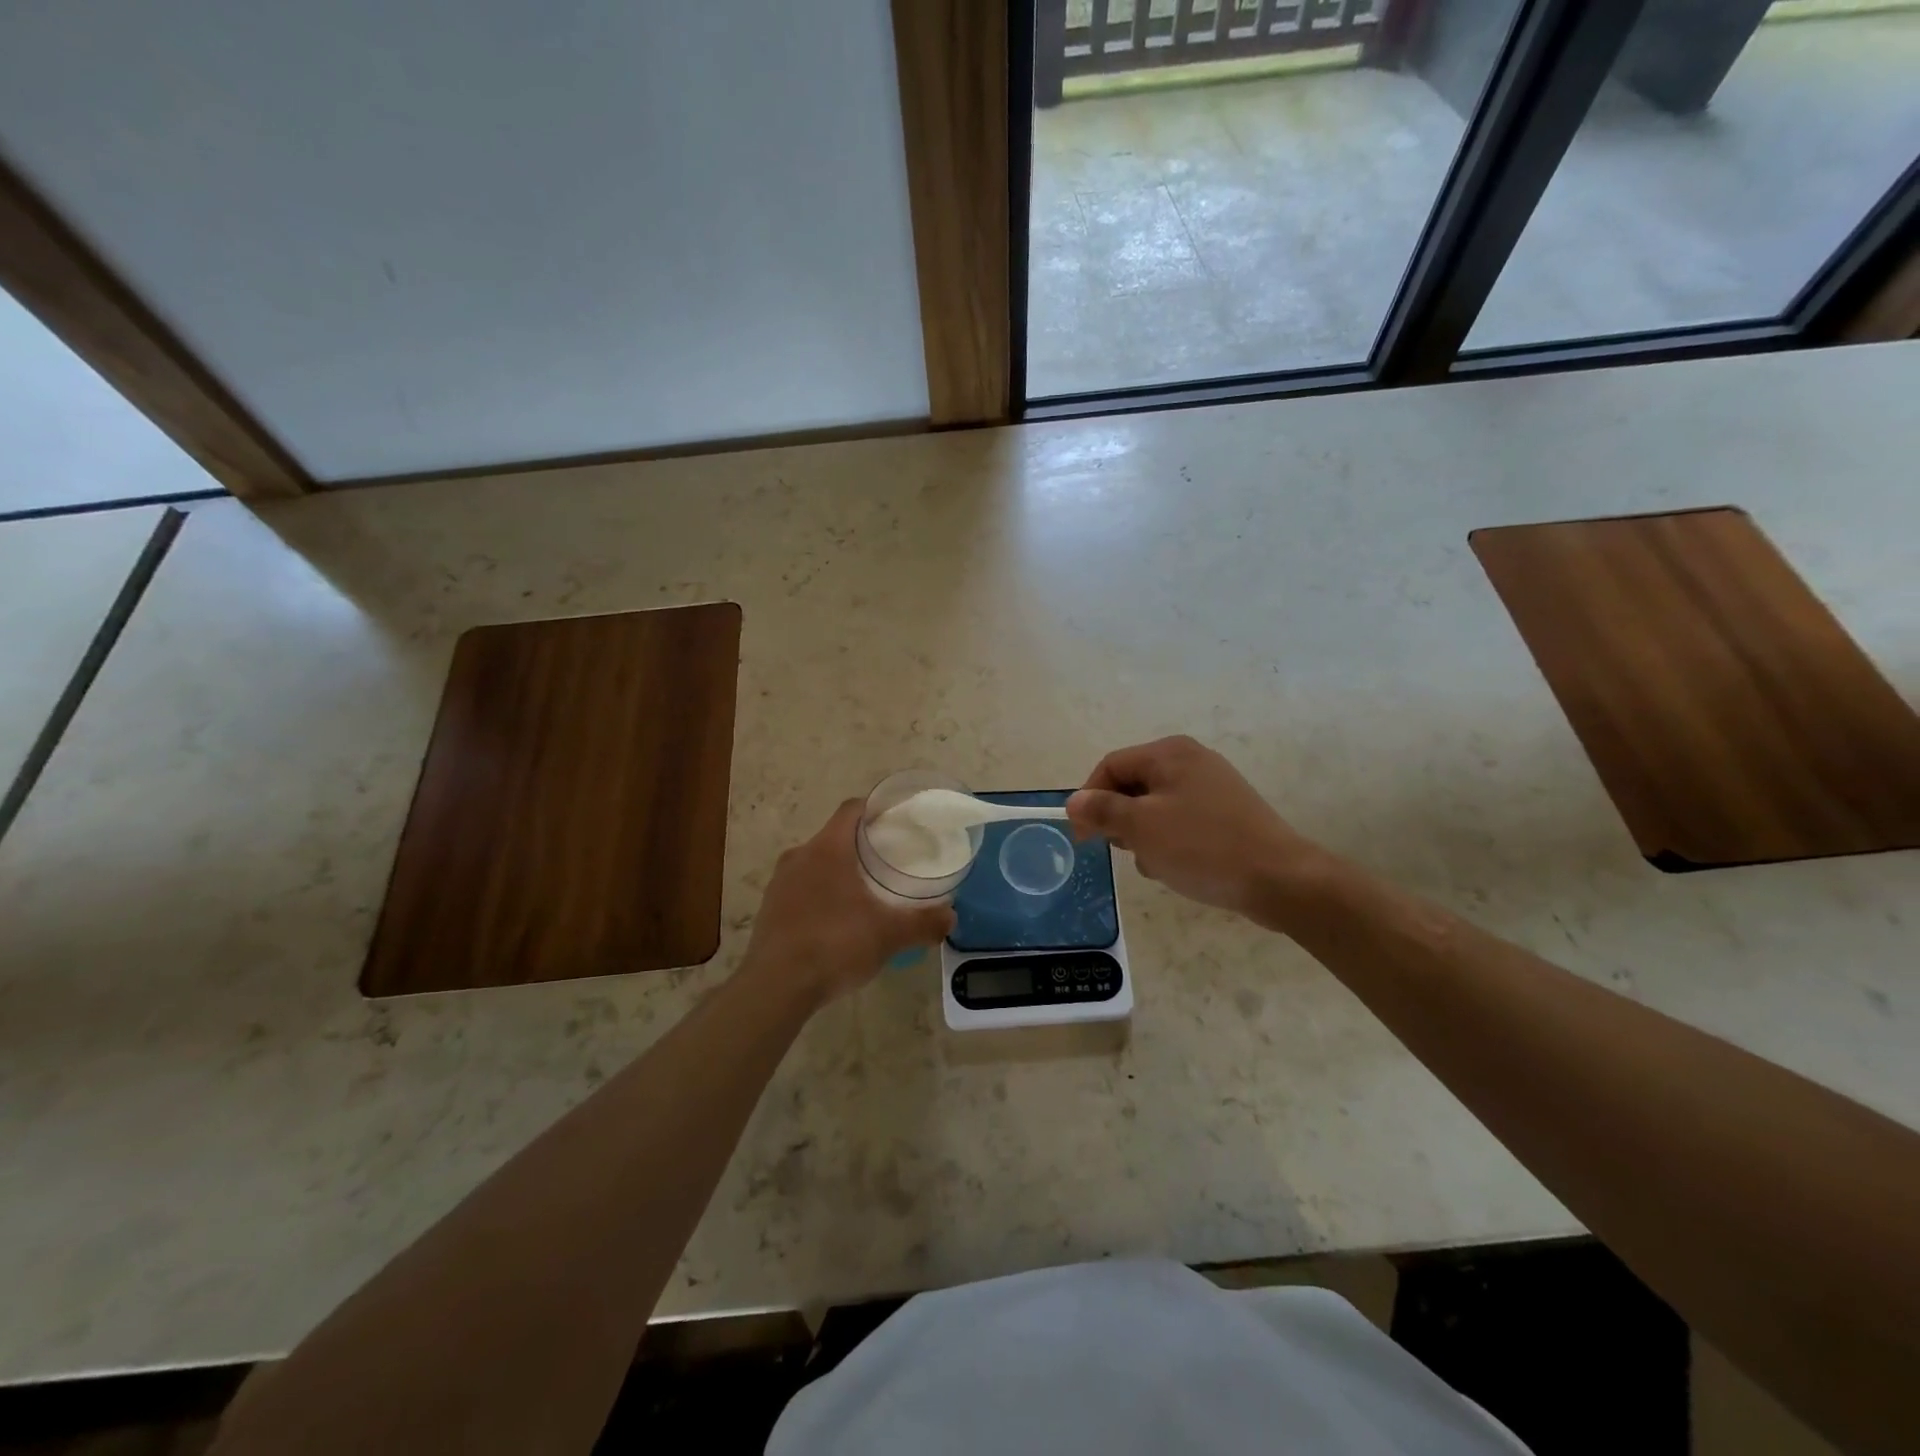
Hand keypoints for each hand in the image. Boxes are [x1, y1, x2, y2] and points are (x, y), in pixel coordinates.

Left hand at [742, 801, 955, 1006]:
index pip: (852, 809)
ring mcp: (779, 883)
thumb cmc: (835, 945)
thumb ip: (923, 923)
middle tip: (889, 861)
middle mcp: (799, 856)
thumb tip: (950, 917)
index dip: (875, 809)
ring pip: (815, 864)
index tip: (897, 821)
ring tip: (866, 892)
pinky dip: (820, 895)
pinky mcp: (768, 909)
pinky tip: (837, 921)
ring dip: (839, 871)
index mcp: (828, 848)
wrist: (776, 987)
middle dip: (861, 845)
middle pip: (834, 836)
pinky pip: (800, 889)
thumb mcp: (889, 935)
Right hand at [1066, 736, 1327, 921]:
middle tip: (1126, 851)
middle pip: (1133, 785)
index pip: (1111, 766)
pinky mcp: (1226, 813)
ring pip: (1155, 808)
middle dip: (1121, 820)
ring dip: (1145, 837)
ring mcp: (1212, 786)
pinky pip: (1181, 822)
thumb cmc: (1203, 847)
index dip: (1089, 799)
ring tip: (1159, 864)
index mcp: (1169, 753)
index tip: (1083, 837)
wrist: (1280, 879)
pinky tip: (1180, 867)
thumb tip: (1074, 801)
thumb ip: (1103, 810)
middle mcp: (1190, 760)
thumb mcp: (1142, 828)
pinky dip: (1171, 842)